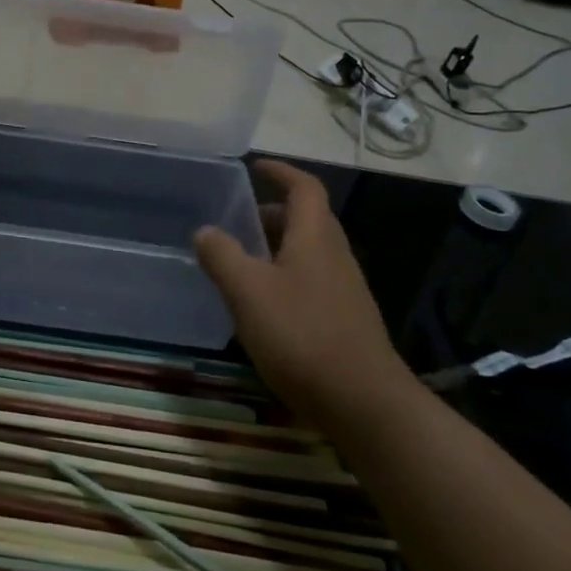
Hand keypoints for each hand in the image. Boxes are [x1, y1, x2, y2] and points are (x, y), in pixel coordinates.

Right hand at [194, 160, 414, 420]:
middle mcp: (335, 255)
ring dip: (277, 247)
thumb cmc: (302, 336)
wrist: (364, 403)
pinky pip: (311, 280)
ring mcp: (344, 289)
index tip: (255, 167)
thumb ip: (223, 256)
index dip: (281, 171)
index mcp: (316, 237)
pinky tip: (263, 306)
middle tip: (238, 220)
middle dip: (273, 213)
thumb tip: (206, 230)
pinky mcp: (345, 319)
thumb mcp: (248, 292)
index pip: (304, 187)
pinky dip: (285, 276)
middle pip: (307, 218)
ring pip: (308, 251)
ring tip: (242, 262)